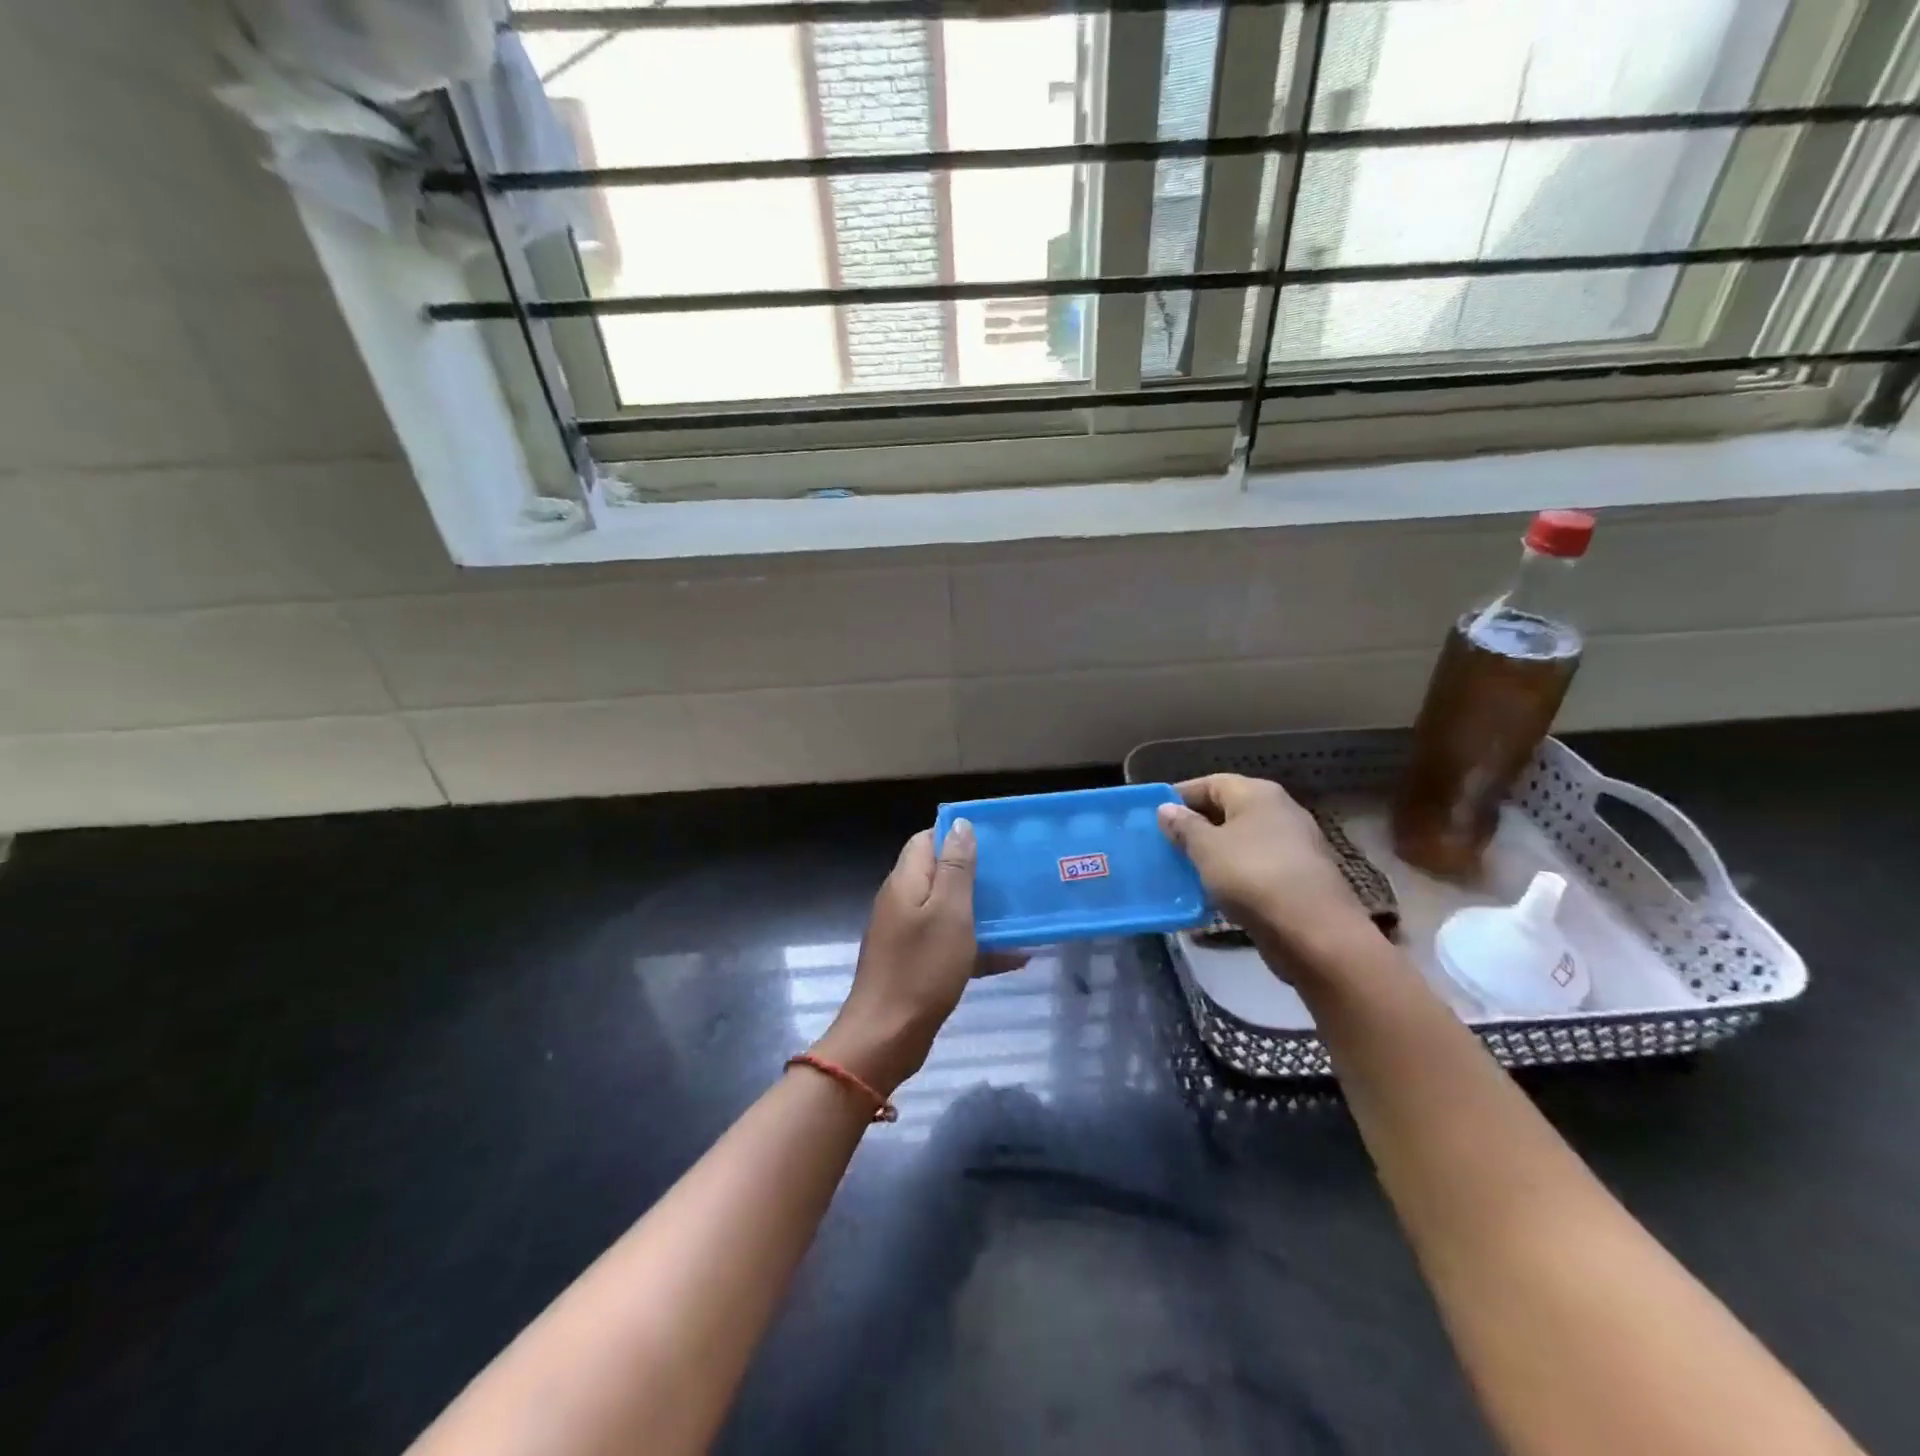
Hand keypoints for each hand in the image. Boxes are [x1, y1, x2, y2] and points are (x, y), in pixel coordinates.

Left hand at [813, 822, 1023, 1096]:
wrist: (886, 1037)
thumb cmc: (922, 968)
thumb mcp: (949, 912)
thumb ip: (956, 867)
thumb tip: (960, 824)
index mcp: (906, 881)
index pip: (927, 839)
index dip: (957, 835)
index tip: (995, 841)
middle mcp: (902, 901)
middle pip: (940, 874)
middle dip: (977, 874)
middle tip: (1015, 878)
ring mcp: (907, 935)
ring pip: (948, 910)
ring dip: (982, 912)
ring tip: (1021, 914)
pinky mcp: (916, 964)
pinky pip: (950, 944)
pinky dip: (978, 947)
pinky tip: (1015, 957)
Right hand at [1157, 775, 1374, 973]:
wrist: (1314, 932)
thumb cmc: (1253, 876)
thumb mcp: (1206, 848)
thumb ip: (1184, 826)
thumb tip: (1166, 808)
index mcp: (1257, 794)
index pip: (1211, 782)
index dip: (1180, 796)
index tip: (1153, 816)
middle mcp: (1278, 811)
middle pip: (1227, 810)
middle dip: (1195, 826)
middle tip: (1164, 844)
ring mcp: (1292, 845)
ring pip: (1241, 841)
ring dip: (1213, 853)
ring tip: (1182, 869)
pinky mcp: (1297, 877)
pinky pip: (1254, 867)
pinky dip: (1232, 874)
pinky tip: (1212, 892)